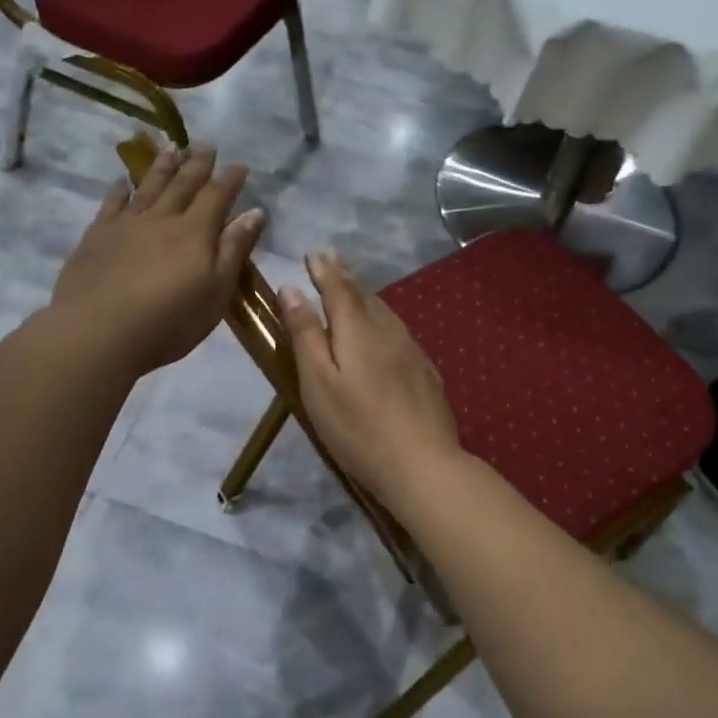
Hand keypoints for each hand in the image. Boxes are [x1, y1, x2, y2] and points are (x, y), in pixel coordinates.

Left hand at [50, 143, 263, 375]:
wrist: (99, 332)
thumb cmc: (169, 321)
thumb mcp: (216, 292)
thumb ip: (234, 250)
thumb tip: (255, 212)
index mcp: (195, 233)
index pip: (217, 196)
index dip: (230, 179)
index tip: (239, 164)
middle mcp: (162, 219)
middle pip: (183, 185)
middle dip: (197, 164)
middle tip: (206, 144)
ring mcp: (126, 225)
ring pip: (149, 187)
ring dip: (163, 167)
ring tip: (172, 147)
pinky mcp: (97, 236)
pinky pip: (112, 204)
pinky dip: (119, 190)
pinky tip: (122, 182)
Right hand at [277, 250, 464, 509]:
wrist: (423, 464)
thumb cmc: (357, 427)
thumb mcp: (318, 382)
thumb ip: (305, 334)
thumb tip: (291, 289)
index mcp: (358, 330)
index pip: (338, 288)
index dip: (324, 269)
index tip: (314, 253)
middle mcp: (388, 330)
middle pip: (364, 296)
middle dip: (344, 277)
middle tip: (330, 261)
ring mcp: (412, 351)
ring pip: (385, 312)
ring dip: (365, 297)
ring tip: (352, 289)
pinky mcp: (426, 372)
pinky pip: (399, 332)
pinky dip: (382, 320)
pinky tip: (382, 331)